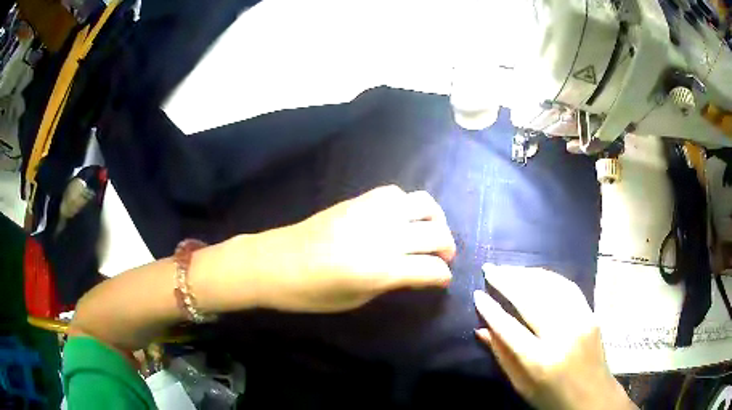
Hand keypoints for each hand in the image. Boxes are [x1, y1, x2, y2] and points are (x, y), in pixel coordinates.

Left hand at [243, 185, 455, 312]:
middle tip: (442, 258)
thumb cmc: (311, 293)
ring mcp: (371, 212)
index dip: (443, 277)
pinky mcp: (358, 200)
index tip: (442, 280)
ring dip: (434, 220)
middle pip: (436, 233)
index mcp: (381, 269)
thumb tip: (417, 272)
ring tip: (429, 233)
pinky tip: (400, 218)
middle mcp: (383, 236)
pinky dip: (407, 205)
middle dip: (447, 247)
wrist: (274, 263)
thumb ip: (392, 283)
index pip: (432, 269)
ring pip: (422, 203)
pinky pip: (396, 193)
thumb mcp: (356, 299)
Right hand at [473, 266, 635, 409]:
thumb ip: (502, 357)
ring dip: (527, 274)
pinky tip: (536, 274)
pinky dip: (549, 277)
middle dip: (507, 281)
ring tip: (509, 269)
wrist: (593, 398)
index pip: (510, 328)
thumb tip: (481, 330)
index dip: (491, 310)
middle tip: (489, 269)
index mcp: (540, 361)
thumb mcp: (521, 386)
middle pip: (531, 300)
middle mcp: (562, 336)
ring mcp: (581, 320)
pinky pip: (568, 287)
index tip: (477, 295)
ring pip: (551, 287)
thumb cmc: (552, 398)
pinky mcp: (591, 314)